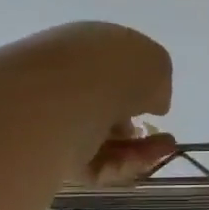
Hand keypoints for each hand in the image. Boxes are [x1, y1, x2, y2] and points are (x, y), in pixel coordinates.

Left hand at [20, 23, 175, 185]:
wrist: (61, 98)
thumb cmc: (113, 70)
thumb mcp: (156, 64)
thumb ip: (157, 83)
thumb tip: (152, 102)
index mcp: (88, 43)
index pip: (114, 67)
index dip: (141, 88)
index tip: (158, 107)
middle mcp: (67, 76)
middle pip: (107, 107)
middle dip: (137, 126)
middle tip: (161, 138)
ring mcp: (53, 116)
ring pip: (102, 139)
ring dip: (137, 149)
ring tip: (161, 152)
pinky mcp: (47, 153)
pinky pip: (90, 163)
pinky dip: (119, 165)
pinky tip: (139, 163)